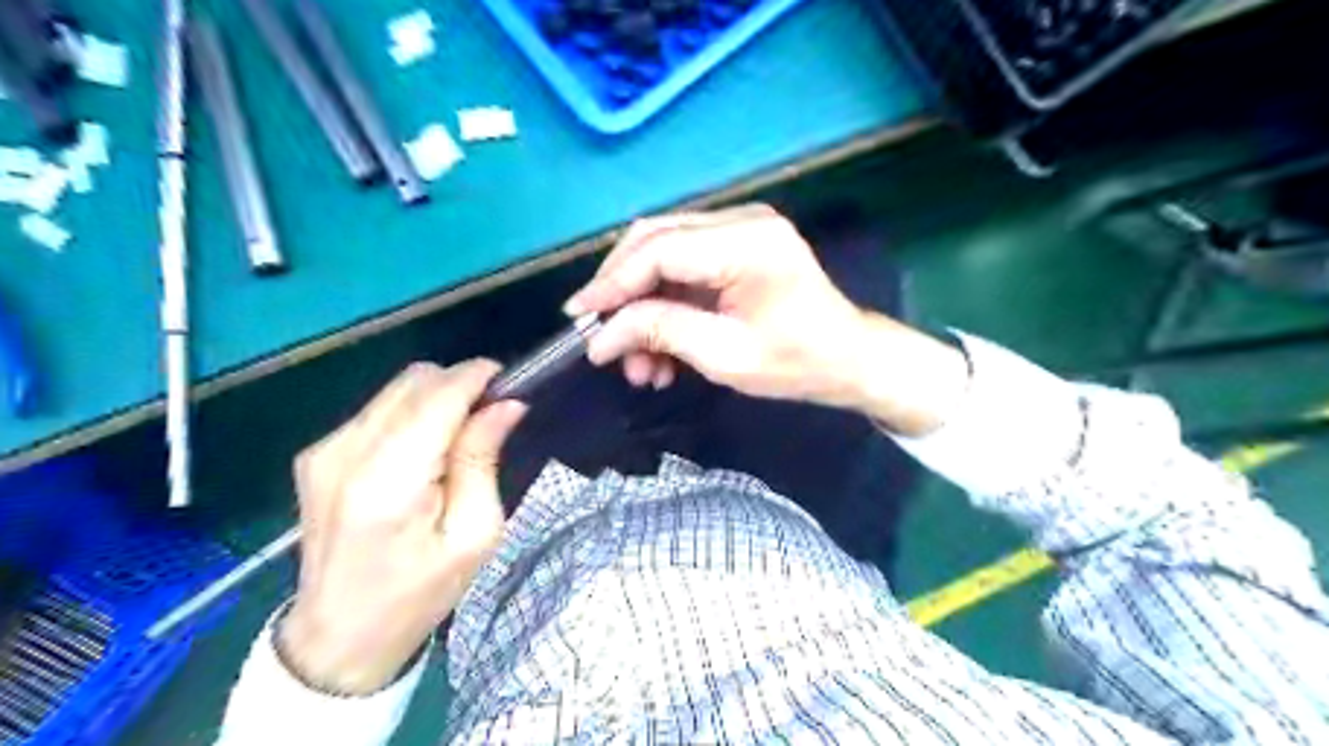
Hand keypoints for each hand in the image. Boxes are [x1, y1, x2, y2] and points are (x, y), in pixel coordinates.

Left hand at [281, 360, 531, 691]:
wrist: (337, 637)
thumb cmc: (419, 593)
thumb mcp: (474, 535)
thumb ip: (482, 460)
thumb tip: (505, 405)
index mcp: (389, 481)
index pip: (437, 397)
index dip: (476, 377)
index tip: (509, 380)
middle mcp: (347, 453)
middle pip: (414, 381)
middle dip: (459, 385)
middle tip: (489, 416)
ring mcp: (324, 450)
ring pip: (396, 389)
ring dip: (436, 398)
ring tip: (458, 437)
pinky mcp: (316, 454)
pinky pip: (377, 409)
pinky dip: (411, 414)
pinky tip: (423, 450)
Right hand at [566, 205, 973, 435]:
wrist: (848, 359)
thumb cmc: (796, 363)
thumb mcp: (724, 356)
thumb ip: (660, 333)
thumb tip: (600, 336)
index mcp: (746, 243)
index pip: (658, 250)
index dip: (612, 284)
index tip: (578, 318)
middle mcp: (741, 220)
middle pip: (654, 240)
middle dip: (621, 292)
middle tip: (602, 339)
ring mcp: (740, 228)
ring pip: (663, 254)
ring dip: (642, 306)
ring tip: (638, 366)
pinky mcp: (736, 244)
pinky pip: (684, 266)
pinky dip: (664, 305)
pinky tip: (660, 352)